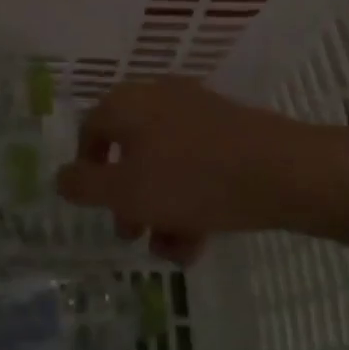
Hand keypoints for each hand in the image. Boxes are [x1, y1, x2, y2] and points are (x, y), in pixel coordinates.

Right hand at [53, 79, 348, 264]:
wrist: (287, 172)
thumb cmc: (193, 179)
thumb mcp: (126, 191)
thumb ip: (84, 186)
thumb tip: (62, 178)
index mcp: (128, 103)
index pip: (90, 130)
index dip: (85, 169)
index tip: (94, 205)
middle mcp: (160, 99)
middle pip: (130, 152)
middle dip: (127, 199)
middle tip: (130, 233)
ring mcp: (200, 113)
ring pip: (165, 165)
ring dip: (160, 209)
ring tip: (171, 250)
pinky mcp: (233, 132)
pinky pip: (198, 166)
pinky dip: (191, 200)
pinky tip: (199, 240)